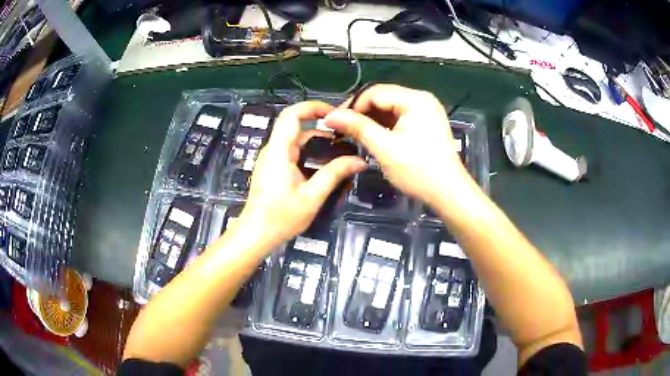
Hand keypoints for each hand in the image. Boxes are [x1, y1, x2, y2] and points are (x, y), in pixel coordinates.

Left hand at [238, 101, 366, 249]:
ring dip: (316, 138)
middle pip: (294, 124)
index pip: (291, 115)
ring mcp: (271, 159)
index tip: (334, 113)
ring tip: (340, 147)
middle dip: (319, 122)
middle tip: (344, 131)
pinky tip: (324, 162)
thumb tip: (359, 161)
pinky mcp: (273, 168)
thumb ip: (335, 174)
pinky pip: (292, 150)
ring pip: (294, 138)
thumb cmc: (281, 217)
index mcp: (279, 151)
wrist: (257, 234)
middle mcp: (273, 150)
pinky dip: (309, 150)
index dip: (312, 107)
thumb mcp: (312, 196)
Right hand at [324, 84, 471, 205]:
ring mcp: (426, 111)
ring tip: (353, 134)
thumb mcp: (384, 147)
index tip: (333, 122)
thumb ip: (357, 127)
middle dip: (361, 112)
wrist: (449, 193)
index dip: (351, 106)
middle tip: (341, 129)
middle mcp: (422, 99)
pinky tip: (372, 136)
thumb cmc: (418, 170)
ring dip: (371, 119)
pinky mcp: (426, 124)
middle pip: (383, 98)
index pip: (374, 92)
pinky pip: (399, 117)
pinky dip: (384, 125)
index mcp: (415, 99)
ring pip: (390, 108)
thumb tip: (329, 116)